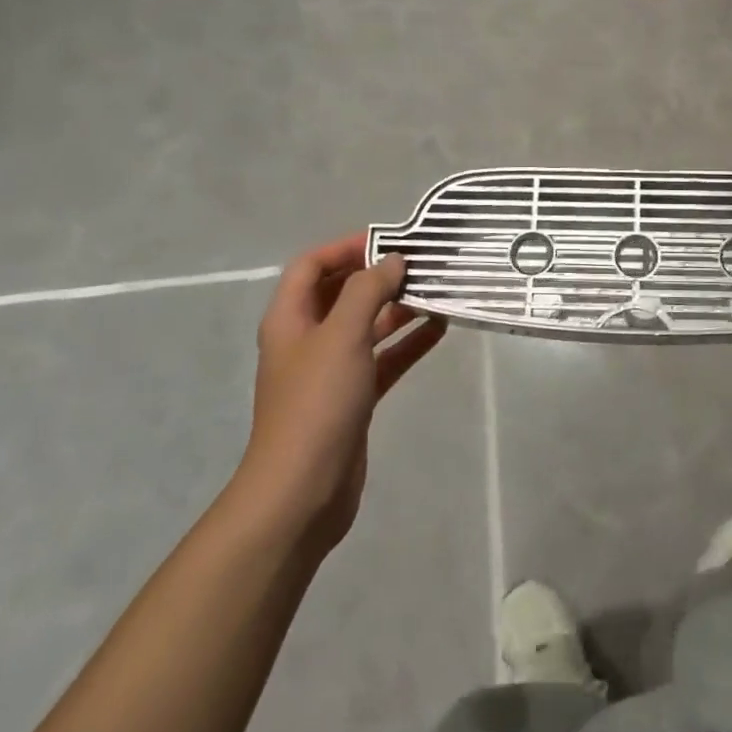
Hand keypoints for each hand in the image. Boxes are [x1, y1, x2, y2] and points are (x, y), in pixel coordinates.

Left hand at [235, 234, 445, 555]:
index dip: (346, 247)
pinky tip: (439, 329)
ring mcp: (330, 371)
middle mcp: (307, 339)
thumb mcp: (342, 335)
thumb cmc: (317, 403)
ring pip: (367, 326)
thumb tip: (392, 260)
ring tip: (437, 290)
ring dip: (398, 308)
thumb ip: (367, 290)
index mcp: (291, 319)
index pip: (312, 265)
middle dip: (378, 276)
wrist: (302, 492)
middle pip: (342, 293)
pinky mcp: (352, 398)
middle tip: (421, 263)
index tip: (389, 240)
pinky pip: (383, 358)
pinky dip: (407, 342)